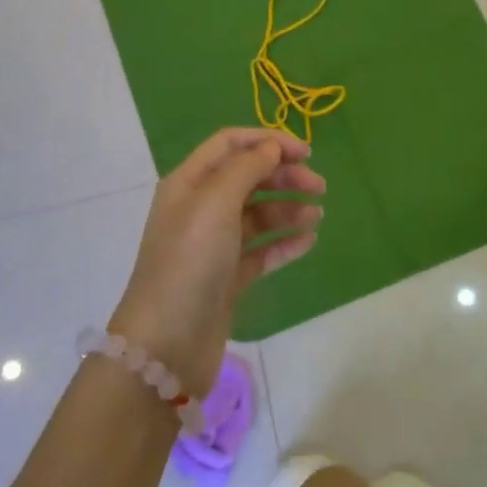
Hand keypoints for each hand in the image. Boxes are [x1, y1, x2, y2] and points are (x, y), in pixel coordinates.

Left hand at [111, 128, 324, 393]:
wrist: (166, 345)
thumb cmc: (189, 262)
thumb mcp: (215, 203)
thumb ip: (246, 168)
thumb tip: (270, 148)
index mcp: (189, 183)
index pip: (230, 144)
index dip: (267, 141)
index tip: (305, 152)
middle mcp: (199, 208)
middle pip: (247, 177)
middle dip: (283, 175)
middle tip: (319, 186)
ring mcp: (214, 245)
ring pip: (257, 214)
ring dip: (288, 209)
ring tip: (316, 216)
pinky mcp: (228, 277)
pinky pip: (262, 250)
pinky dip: (285, 242)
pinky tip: (309, 241)